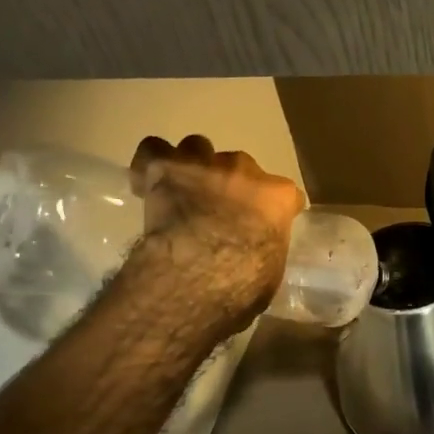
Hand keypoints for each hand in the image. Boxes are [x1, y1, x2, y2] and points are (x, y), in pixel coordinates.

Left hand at [129, 135, 304, 330]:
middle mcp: (244, 171)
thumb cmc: (243, 284)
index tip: (262, 226)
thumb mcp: (270, 271)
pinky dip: (152, 163)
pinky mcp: (164, 169)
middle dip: (230, 186)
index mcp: (277, 197)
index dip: (270, 209)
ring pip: (197, 149)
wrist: (199, 275)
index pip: (283, 194)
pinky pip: (154, 151)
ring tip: (183, 190)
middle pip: (239, 167)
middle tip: (216, 212)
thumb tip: (256, 250)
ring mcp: (204, 165)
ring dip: (193, 167)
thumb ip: (266, 247)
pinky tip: (149, 180)